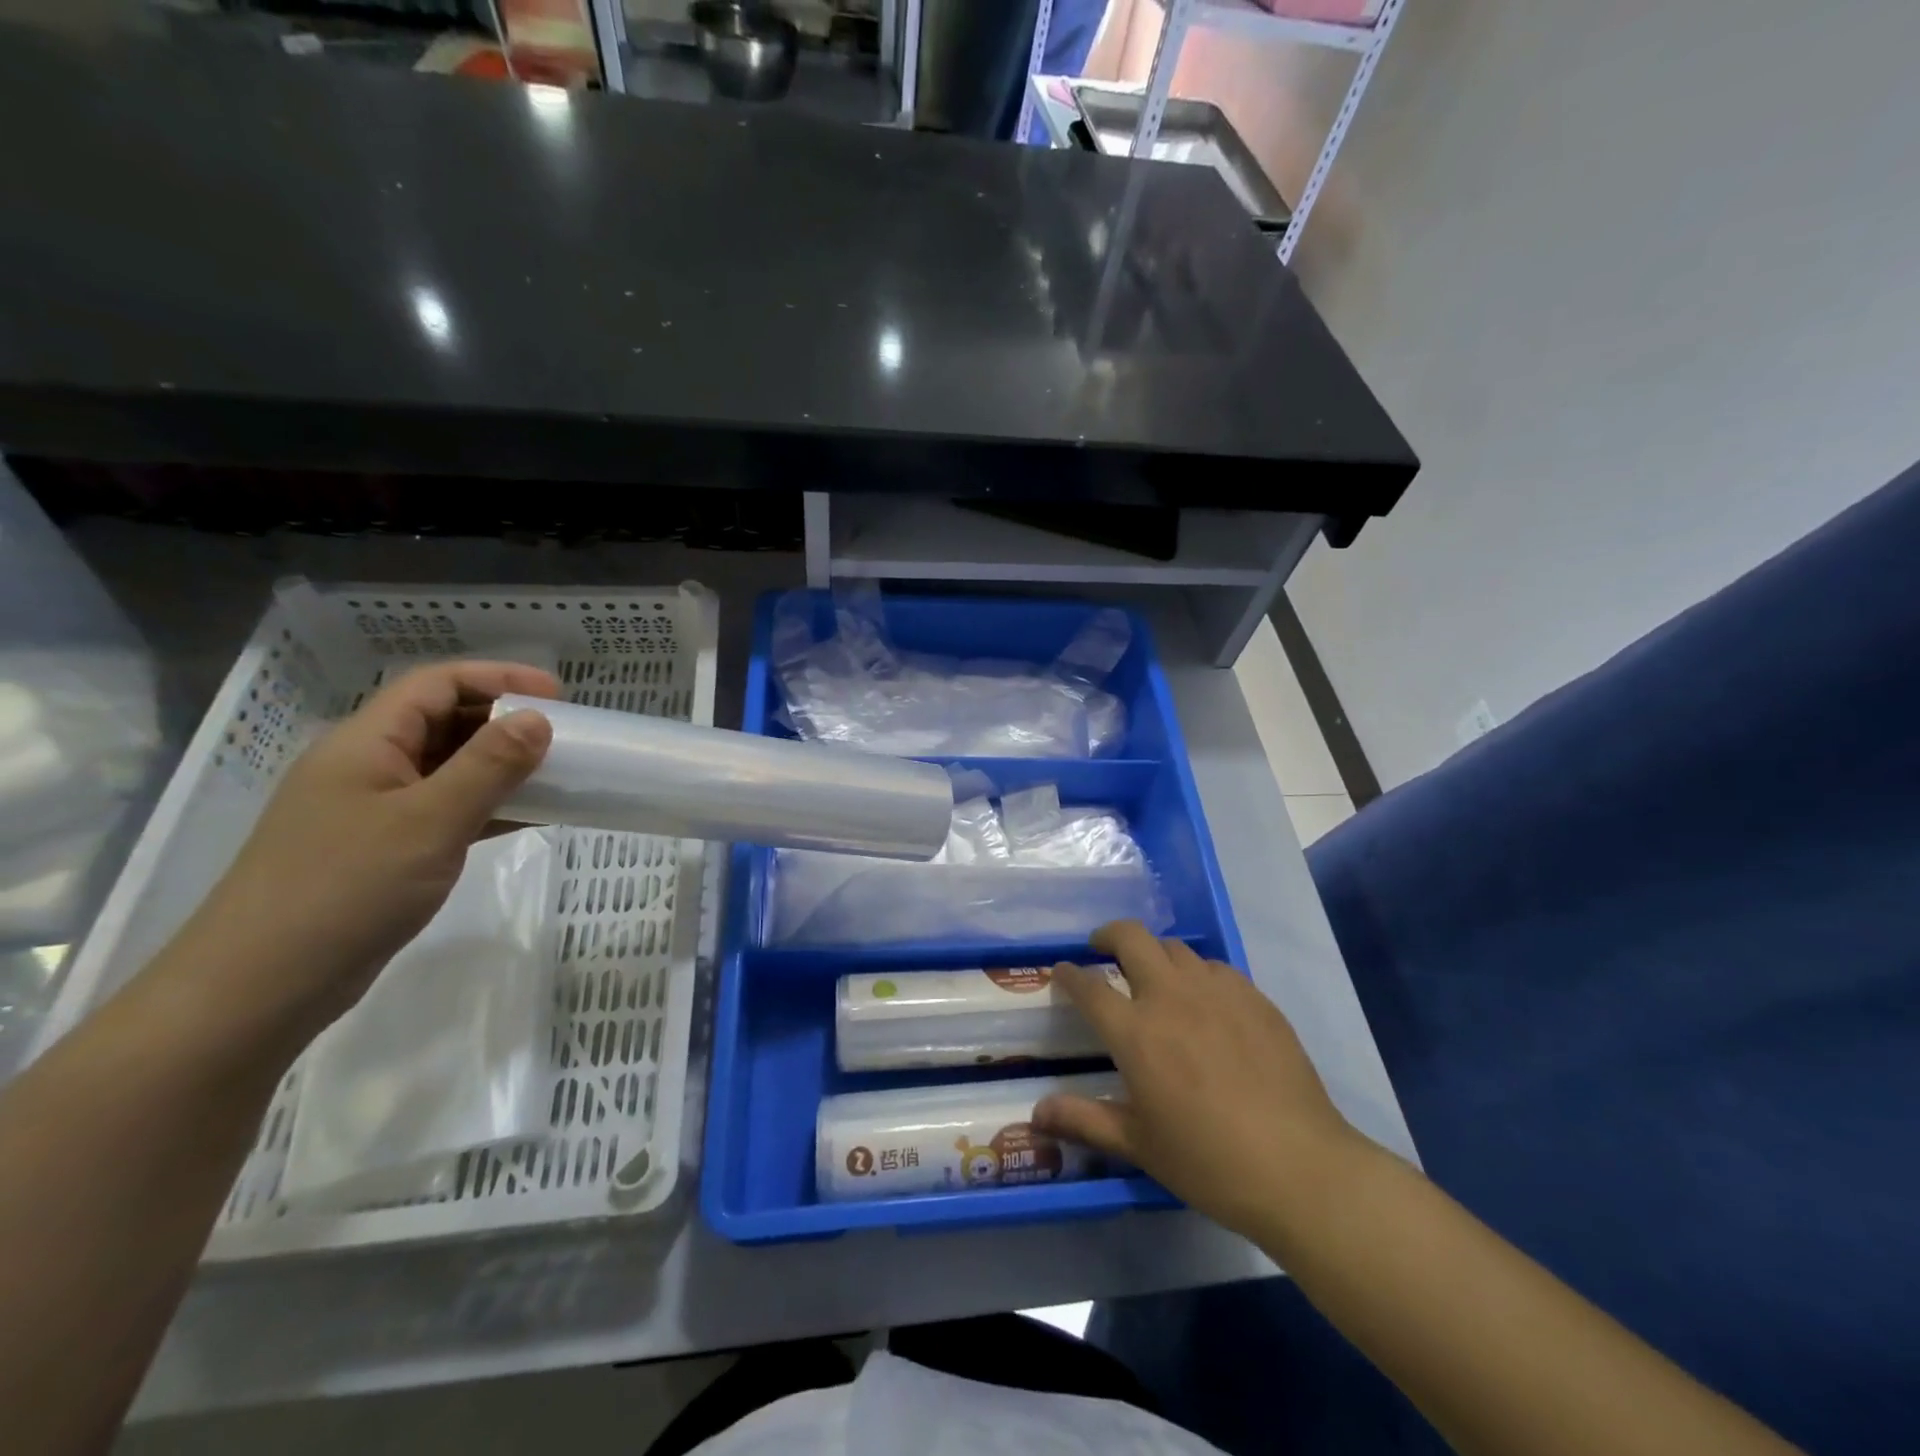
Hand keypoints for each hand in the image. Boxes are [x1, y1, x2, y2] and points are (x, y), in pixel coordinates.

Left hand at [185, 661, 558, 1034]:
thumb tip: (538, 719)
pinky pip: (447, 810)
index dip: (498, 679)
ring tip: (555, 774)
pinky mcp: (384, 850)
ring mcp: (374, 810)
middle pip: (442, 721)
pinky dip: (489, 806)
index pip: (436, 685)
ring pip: (448, 768)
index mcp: (366, 744)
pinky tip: (528, 817)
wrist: (260, 988)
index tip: (557, 696)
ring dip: (501, 765)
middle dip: (504, 721)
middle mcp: (368, 767)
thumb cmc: (345, 889)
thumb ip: (488, 766)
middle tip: (563, 736)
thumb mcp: (429, 821)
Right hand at [1033, 920, 1365, 1240]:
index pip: (1088, 986)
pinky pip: (1215, 967)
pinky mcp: (1254, 997)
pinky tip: (1204, 1000)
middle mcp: (1171, 997)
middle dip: (1108, 936)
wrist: (1299, 1167)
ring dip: (1154, 953)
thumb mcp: (1139, 1145)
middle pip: (1130, 938)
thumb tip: (1035, 1113)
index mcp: (1135, 1032)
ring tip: (1154, 976)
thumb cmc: (1208, 1161)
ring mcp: (1216, 991)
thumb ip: (1084, 1120)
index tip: (1061, 971)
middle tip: (1102, 950)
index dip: (1068, 974)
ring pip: (1174, 948)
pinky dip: (1197, 973)